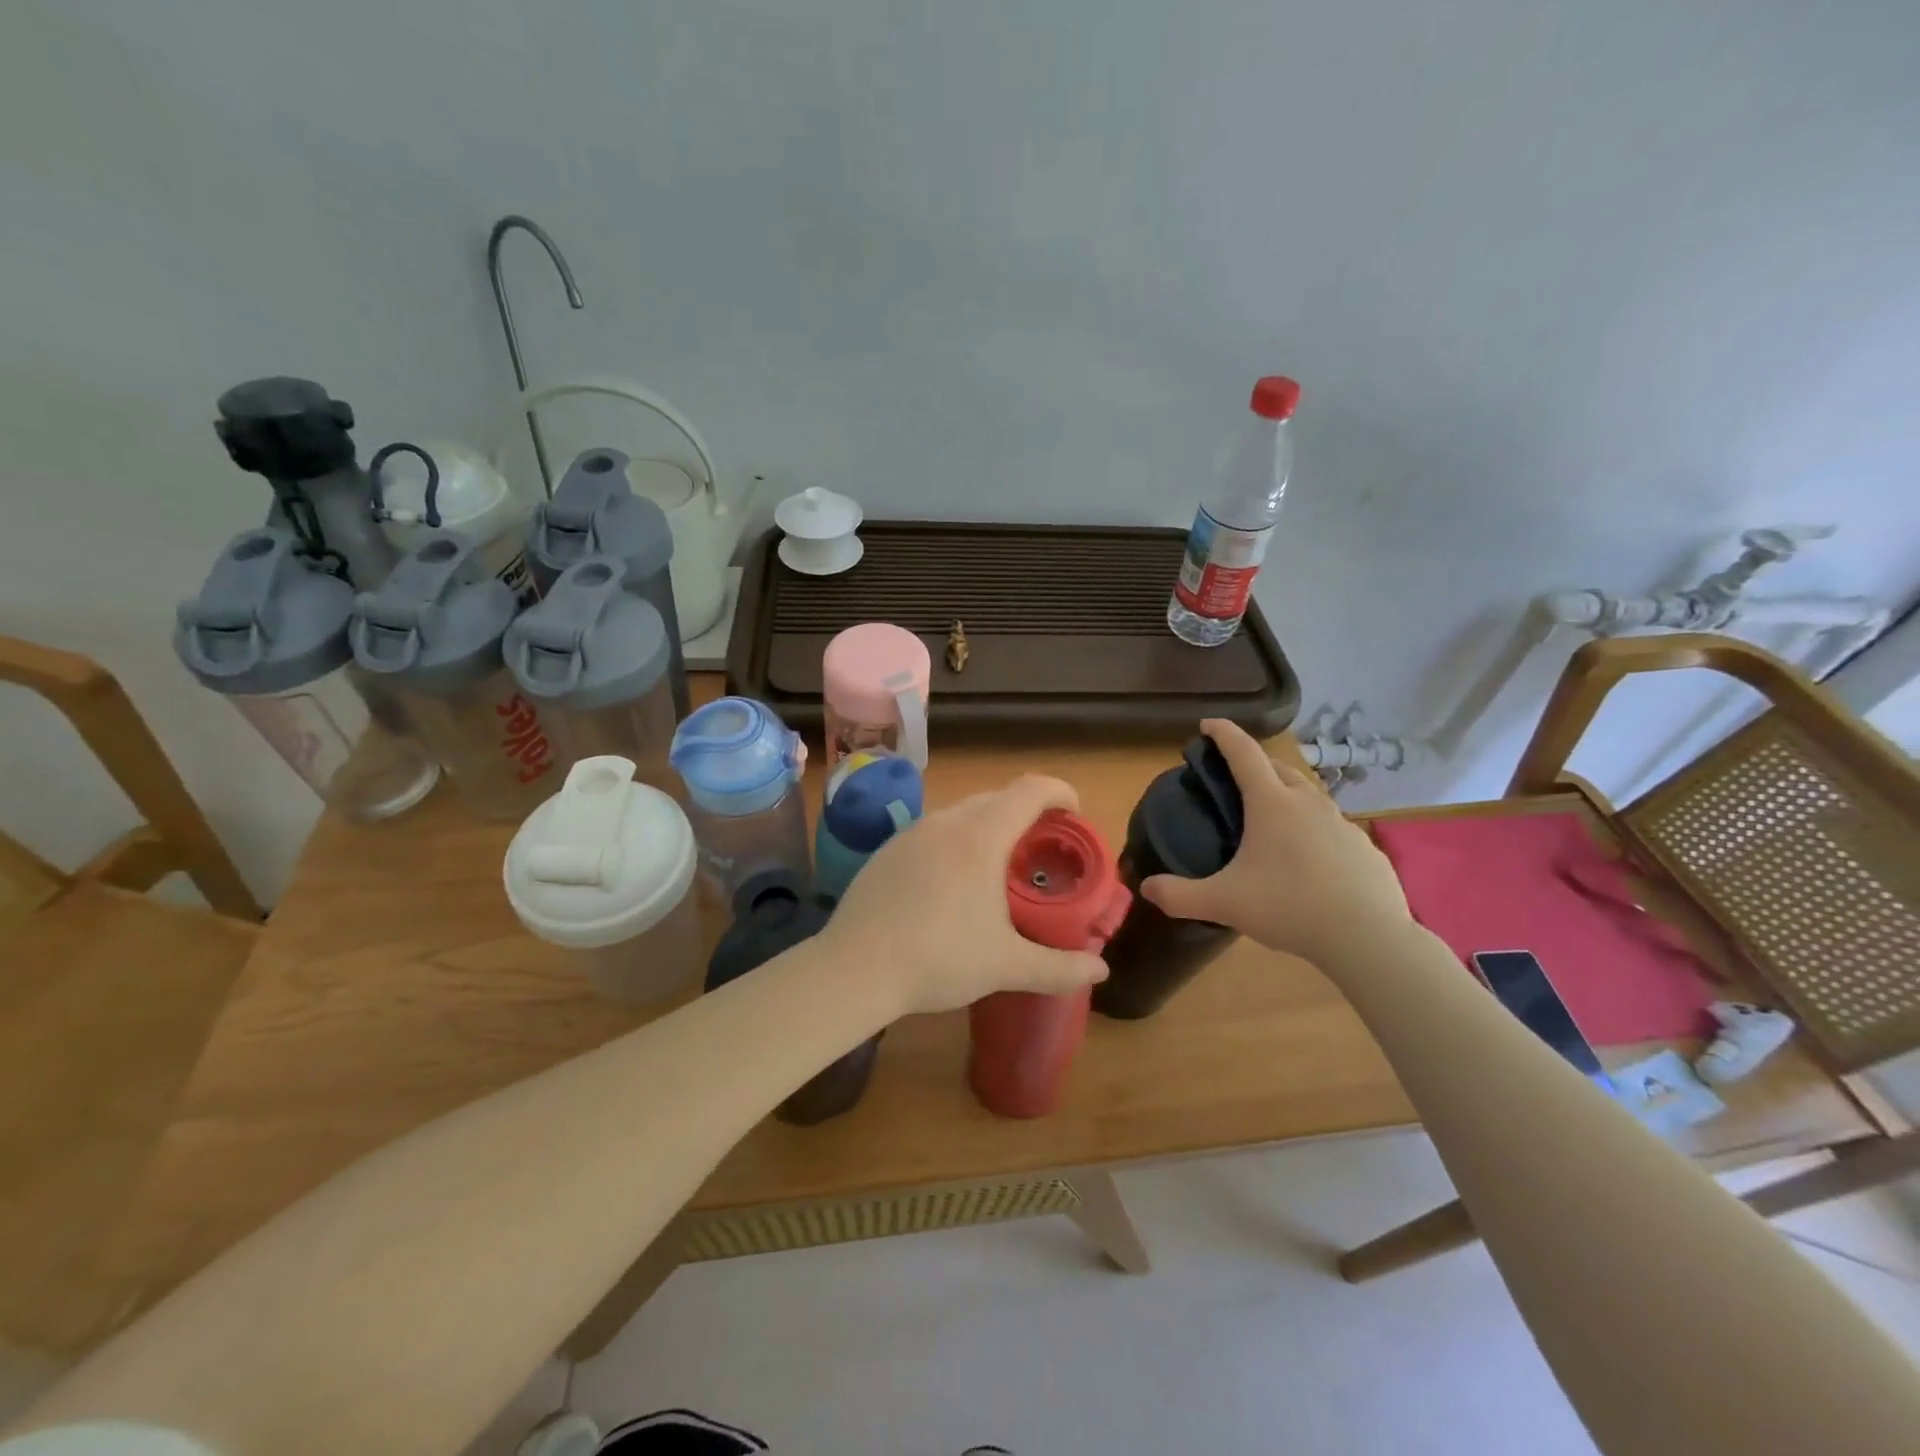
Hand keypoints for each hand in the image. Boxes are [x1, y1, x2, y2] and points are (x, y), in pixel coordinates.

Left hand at [825, 774, 1109, 1016]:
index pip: (1030, 790)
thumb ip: (1059, 968)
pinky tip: (951, 882)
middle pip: (998, 797)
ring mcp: (912, 832)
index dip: (1059, 792)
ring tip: (999, 865)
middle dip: (1027, 812)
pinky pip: (934, 830)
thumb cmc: (938, 959)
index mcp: (981, 837)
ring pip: (962, 812)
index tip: (1075, 813)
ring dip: (990, 825)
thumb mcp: (1005, 966)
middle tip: (1042, 847)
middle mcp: (947, 822)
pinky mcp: (887, 850)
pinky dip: (956, 840)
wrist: (854, 968)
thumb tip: (1101, 969)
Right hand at [1140, 720, 1415, 971]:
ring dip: (1287, 797)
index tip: (1208, 724)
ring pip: (1309, 798)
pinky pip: (1332, 830)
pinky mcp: (1365, 849)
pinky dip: (1314, 832)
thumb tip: (1146, 888)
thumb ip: (1179, 894)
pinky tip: (1309, 862)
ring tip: (1271, 823)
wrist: (1369, 938)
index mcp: (1271, 804)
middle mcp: (1308, 803)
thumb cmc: (1289, 907)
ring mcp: (1342, 824)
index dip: (1223, 733)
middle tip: (1235, 780)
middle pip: (1278, 769)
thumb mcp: (1223, 903)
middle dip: (1255, 765)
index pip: (1243, 753)